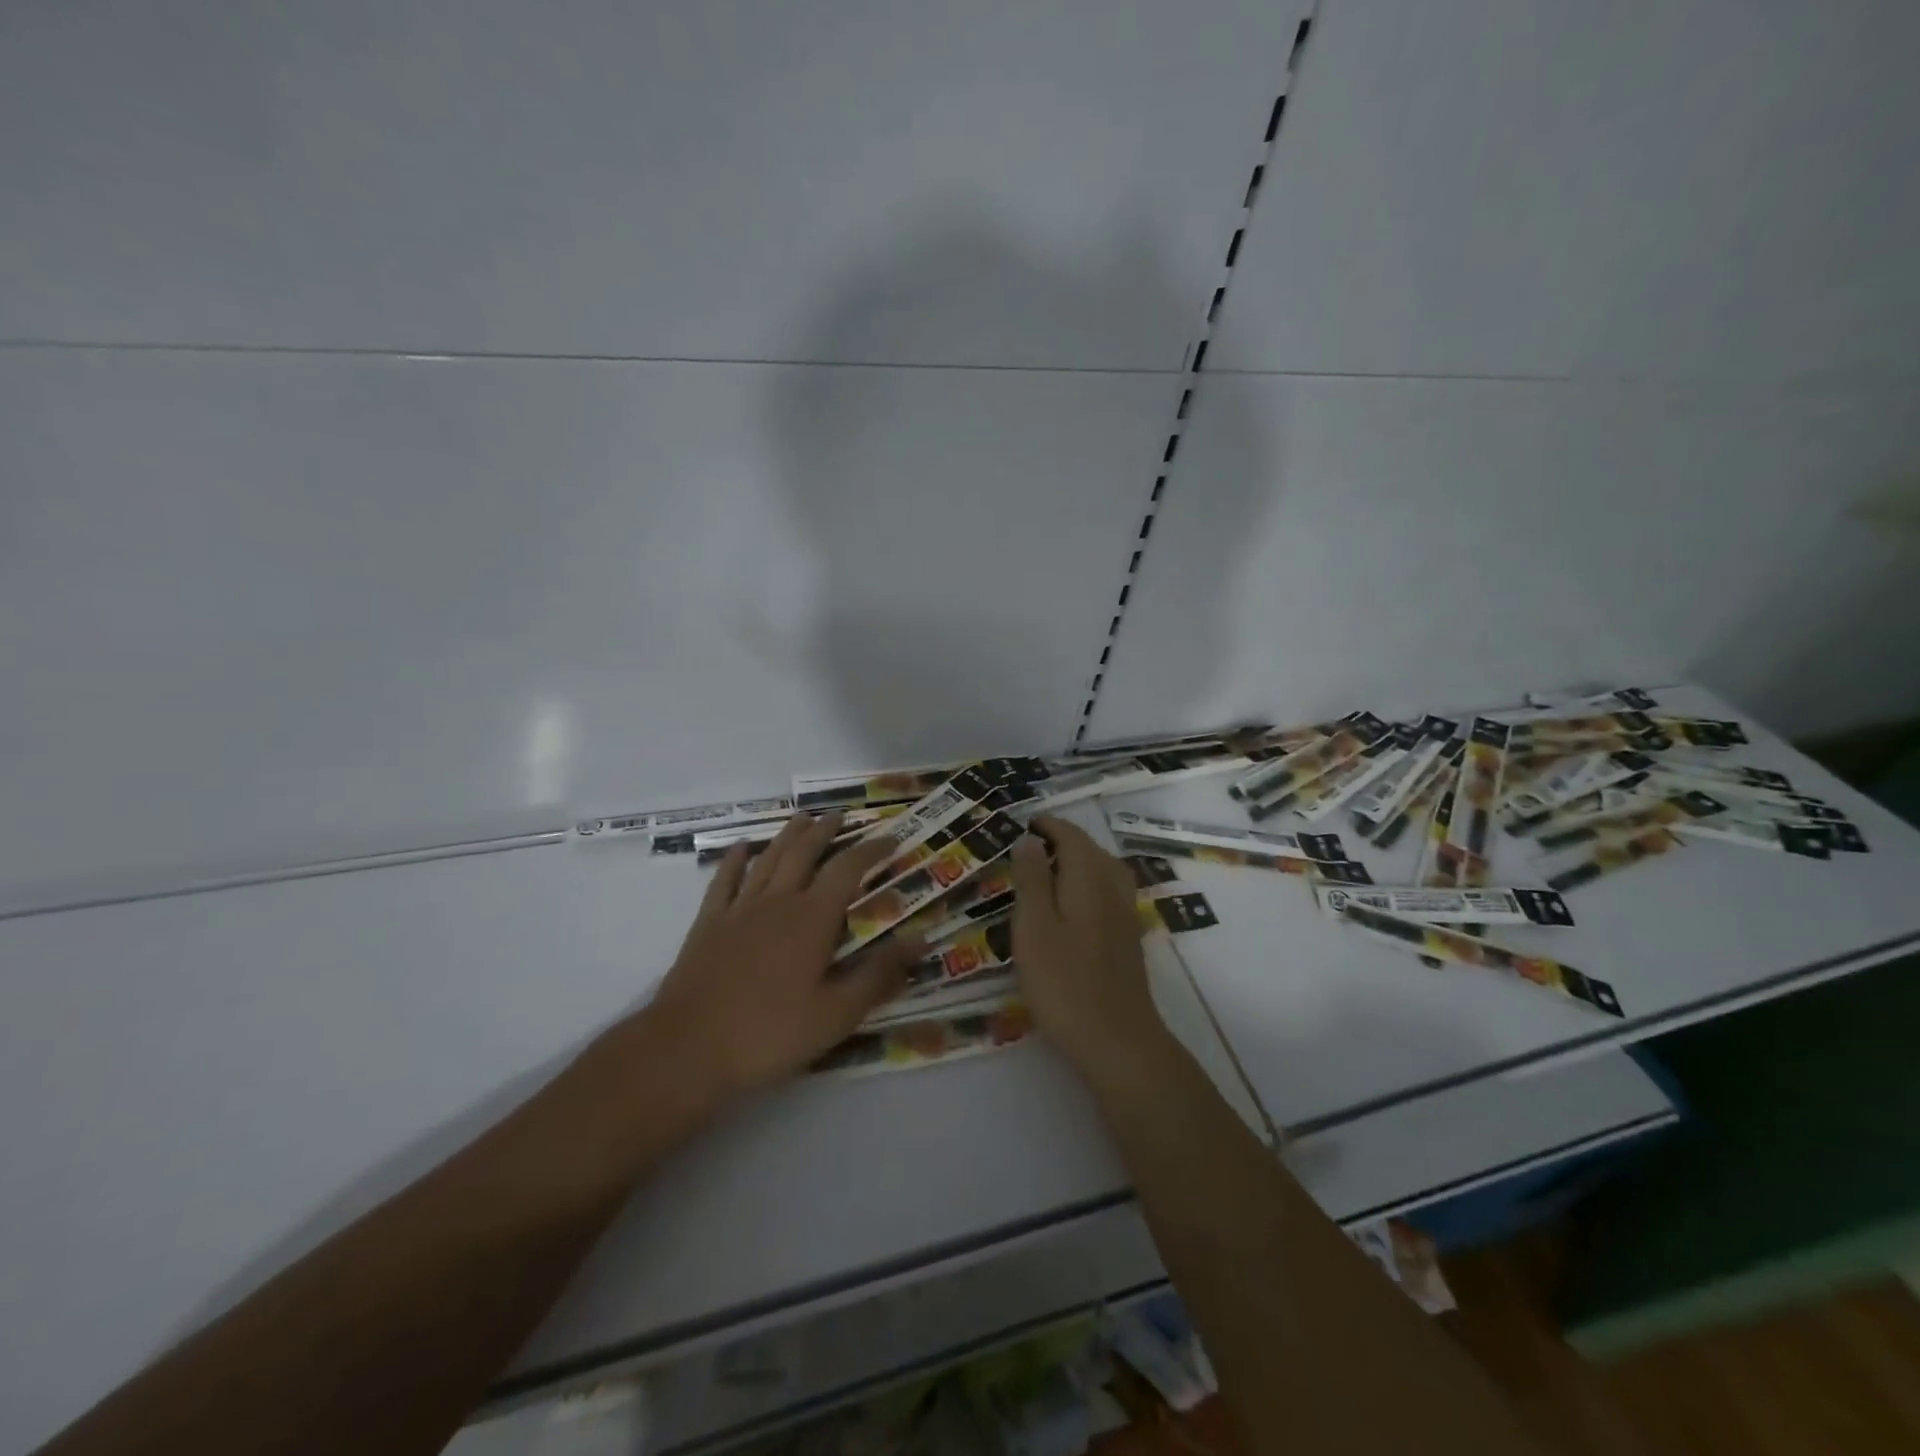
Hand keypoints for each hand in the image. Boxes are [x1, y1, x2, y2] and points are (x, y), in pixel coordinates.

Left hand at [640, 813, 923, 1102]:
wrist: (687, 1048)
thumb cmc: (770, 1033)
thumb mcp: (836, 1014)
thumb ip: (879, 974)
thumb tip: (921, 940)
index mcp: (812, 919)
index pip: (848, 870)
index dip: (871, 850)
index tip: (891, 838)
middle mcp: (777, 902)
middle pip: (804, 853)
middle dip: (825, 831)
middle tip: (840, 815)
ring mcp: (739, 910)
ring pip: (768, 860)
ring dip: (787, 836)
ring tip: (802, 819)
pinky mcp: (708, 924)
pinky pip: (724, 880)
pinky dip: (735, 859)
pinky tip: (742, 847)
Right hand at [1009, 815, 1169, 1077]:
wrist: (1118, 1039)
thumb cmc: (1064, 982)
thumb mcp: (1034, 927)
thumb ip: (1031, 879)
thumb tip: (1029, 839)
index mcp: (1089, 877)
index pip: (1070, 835)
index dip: (1047, 825)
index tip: (1023, 824)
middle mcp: (1113, 887)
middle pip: (1090, 849)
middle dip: (1061, 840)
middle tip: (1028, 846)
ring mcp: (1125, 913)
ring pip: (1103, 870)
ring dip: (1077, 861)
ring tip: (1048, 870)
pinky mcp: (1128, 938)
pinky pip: (1108, 892)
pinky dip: (1087, 884)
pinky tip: (1072, 906)